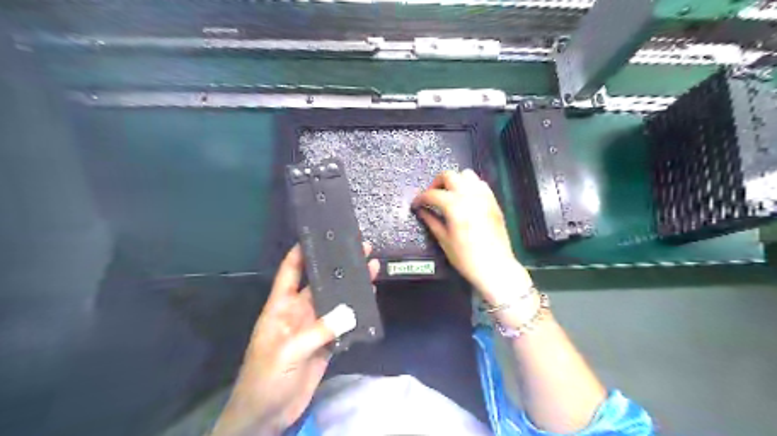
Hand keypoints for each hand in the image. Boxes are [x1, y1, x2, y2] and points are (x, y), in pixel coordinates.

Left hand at [211, 244, 381, 434]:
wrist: (267, 415)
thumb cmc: (265, 378)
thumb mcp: (287, 352)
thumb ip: (318, 331)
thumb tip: (349, 312)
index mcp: (281, 307)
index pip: (290, 272)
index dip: (301, 253)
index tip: (319, 236)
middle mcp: (299, 312)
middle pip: (320, 283)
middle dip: (338, 266)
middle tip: (360, 249)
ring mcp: (314, 327)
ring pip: (336, 301)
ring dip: (352, 287)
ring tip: (372, 268)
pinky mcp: (326, 343)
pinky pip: (343, 323)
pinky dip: (357, 312)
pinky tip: (370, 299)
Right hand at [412, 170, 533, 306]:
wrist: (495, 267)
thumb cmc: (466, 258)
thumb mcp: (444, 240)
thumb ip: (431, 221)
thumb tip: (421, 210)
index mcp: (455, 206)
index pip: (432, 194)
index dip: (420, 198)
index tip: (416, 205)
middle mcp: (470, 195)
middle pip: (449, 175)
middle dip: (436, 183)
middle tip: (431, 197)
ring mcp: (484, 196)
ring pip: (466, 174)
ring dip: (454, 181)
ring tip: (449, 195)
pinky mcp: (493, 201)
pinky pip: (480, 184)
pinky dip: (469, 185)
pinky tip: (465, 199)